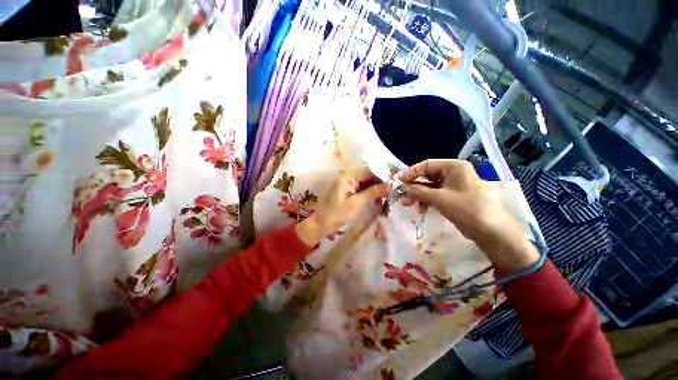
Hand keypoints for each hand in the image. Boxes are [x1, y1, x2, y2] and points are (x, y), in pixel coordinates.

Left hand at [296, 169, 389, 246]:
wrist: (321, 224)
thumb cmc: (337, 214)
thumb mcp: (357, 203)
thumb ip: (373, 192)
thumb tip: (390, 185)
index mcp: (347, 176)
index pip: (369, 171)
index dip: (382, 177)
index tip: (393, 185)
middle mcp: (347, 176)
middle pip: (367, 176)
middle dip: (379, 183)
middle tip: (391, 192)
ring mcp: (346, 183)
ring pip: (365, 182)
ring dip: (374, 188)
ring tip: (386, 196)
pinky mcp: (346, 190)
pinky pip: (360, 187)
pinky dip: (368, 192)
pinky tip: (376, 198)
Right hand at [399, 160, 538, 272]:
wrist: (491, 231)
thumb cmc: (467, 209)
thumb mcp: (439, 198)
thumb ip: (418, 191)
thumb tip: (402, 187)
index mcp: (454, 167)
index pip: (427, 165)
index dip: (411, 172)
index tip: (398, 181)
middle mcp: (453, 173)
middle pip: (427, 176)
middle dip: (413, 186)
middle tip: (401, 195)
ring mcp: (454, 185)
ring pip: (430, 186)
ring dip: (418, 194)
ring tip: (408, 204)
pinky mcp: (453, 196)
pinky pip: (435, 194)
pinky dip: (426, 200)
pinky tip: (420, 208)